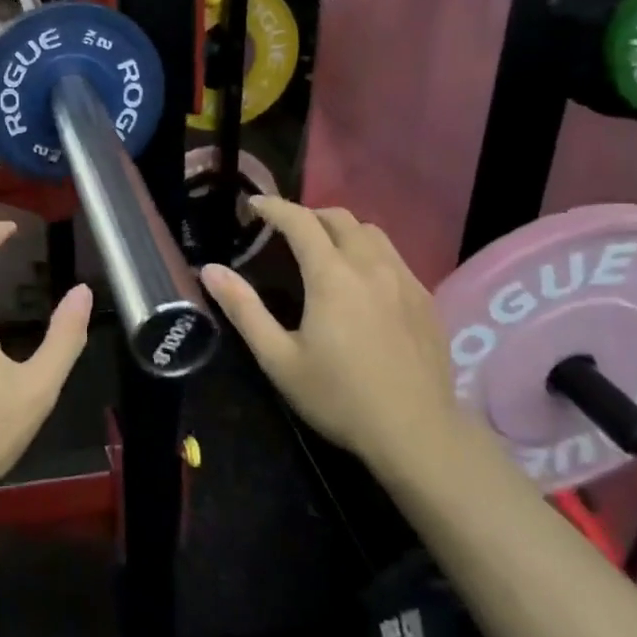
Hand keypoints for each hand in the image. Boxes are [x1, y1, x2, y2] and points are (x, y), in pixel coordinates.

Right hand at [200, 199, 456, 470]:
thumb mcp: (279, 358)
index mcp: (332, 276)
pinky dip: (369, 252)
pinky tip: (362, 282)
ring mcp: (405, 280)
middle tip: (285, 231)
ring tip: (324, 249)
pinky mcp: (425, 299)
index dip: (275, 207)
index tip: (254, 205)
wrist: (416, 432)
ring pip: (372, 233)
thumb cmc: (339, 397)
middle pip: (340, 219)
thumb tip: (211, 270)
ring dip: (342, 230)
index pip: (301, 222)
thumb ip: (244, 310)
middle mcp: (371, 266)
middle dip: (308, 215)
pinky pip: (394, 257)